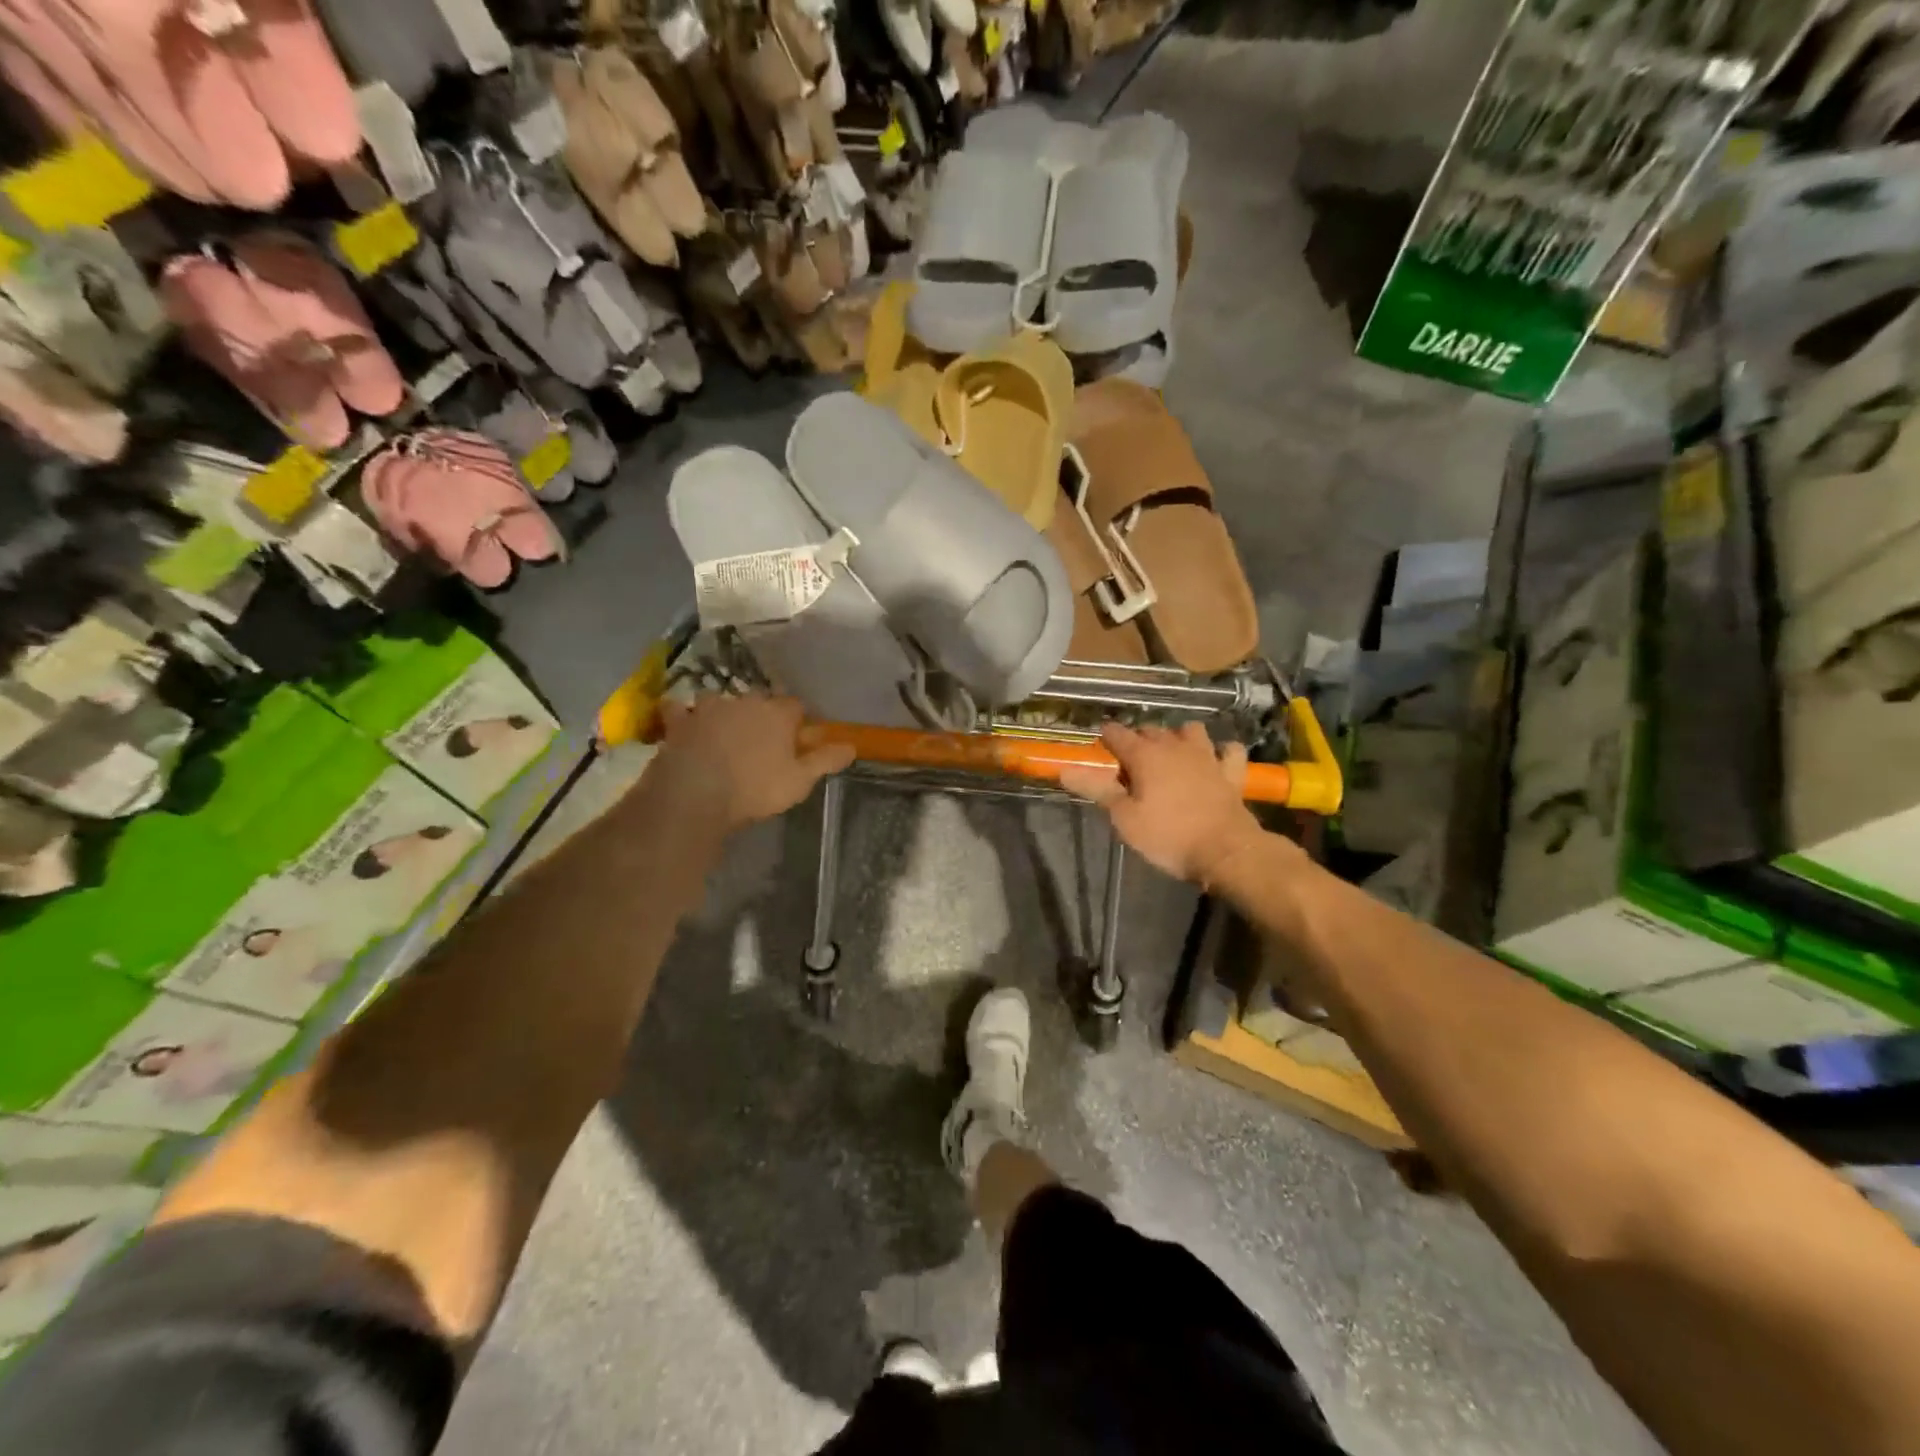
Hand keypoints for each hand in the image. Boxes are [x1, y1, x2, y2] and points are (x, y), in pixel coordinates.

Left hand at [651, 693, 853, 829]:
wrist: (695, 794)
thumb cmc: (755, 788)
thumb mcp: (800, 781)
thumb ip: (826, 760)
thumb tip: (852, 746)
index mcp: (778, 714)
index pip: (796, 707)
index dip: (797, 722)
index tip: (797, 740)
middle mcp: (745, 701)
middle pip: (760, 701)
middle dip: (762, 715)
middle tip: (761, 741)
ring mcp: (709, 708)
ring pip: (721, 701)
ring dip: (723, 712)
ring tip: (723, 734)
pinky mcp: (679, 721)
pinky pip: (679, 710)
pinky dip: (682, 715)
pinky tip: (682, 725)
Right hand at [1058, 722, 1266, 883]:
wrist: (1226, 851)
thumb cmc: (1168, 836)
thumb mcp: (1124, 818)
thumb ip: (1096, 790)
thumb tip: (1064, 770)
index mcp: (1145, 755)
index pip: (1116, 734)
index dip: (1105, 740)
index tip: (1100, 752)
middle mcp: (1175, 746)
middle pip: (1150, 730)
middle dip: (1137, 741)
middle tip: (1129, 766)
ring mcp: (1207, 756)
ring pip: (1190, 731)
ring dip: (1178, 738)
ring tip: (1171, 757)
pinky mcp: (1230, 771)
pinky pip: (1228, 750)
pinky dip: (1221, 752)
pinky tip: (1214, 762)